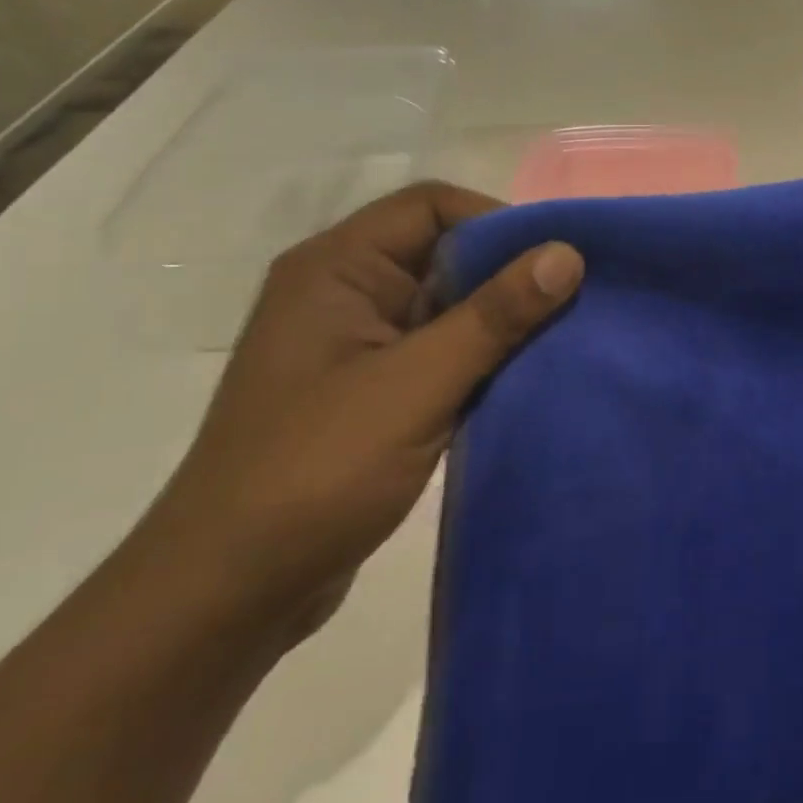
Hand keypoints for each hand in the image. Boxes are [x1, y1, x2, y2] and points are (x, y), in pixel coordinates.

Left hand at [145, 183, 583, 636]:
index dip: (498, 221)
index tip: (557, 261)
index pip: (431, 206)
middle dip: (509, 275)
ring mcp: (357, 344)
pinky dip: (483, 359)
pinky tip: (527, 379)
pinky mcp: (373, 390)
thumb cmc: (315, 471)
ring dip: (501, 322)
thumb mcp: (417, 385)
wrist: (226, 596)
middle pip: (444, 252)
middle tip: (576, 302)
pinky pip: (442, 351)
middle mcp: (345, 292)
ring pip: (448, 306)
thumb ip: (494, 316)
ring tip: (564, 339)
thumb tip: (567, 254)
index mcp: (337, 268)